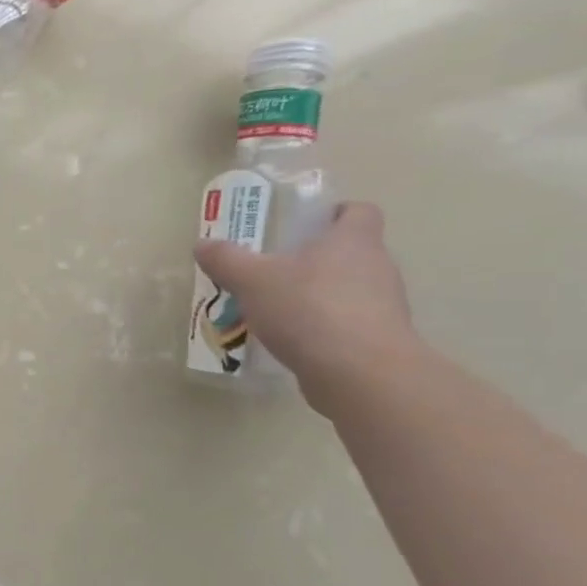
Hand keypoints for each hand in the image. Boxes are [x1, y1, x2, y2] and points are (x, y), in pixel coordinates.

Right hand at [194, 201, 418, 414]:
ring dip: (317, 296)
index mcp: (353, 240)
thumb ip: (226, 260)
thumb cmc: (309, 309)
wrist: (359, 373)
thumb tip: (203, 244)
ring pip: (348, 290)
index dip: (334, 214)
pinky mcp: (378, 340)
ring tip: (275, 311)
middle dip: (314, 259)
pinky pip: (347, 324)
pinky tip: (291, 341)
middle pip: (350, 252)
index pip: (358, 212)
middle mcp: (377, 267)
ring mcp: (383, 306)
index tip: (304, 226)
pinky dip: (323, 328)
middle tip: (272, 270)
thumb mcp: (252, 280)